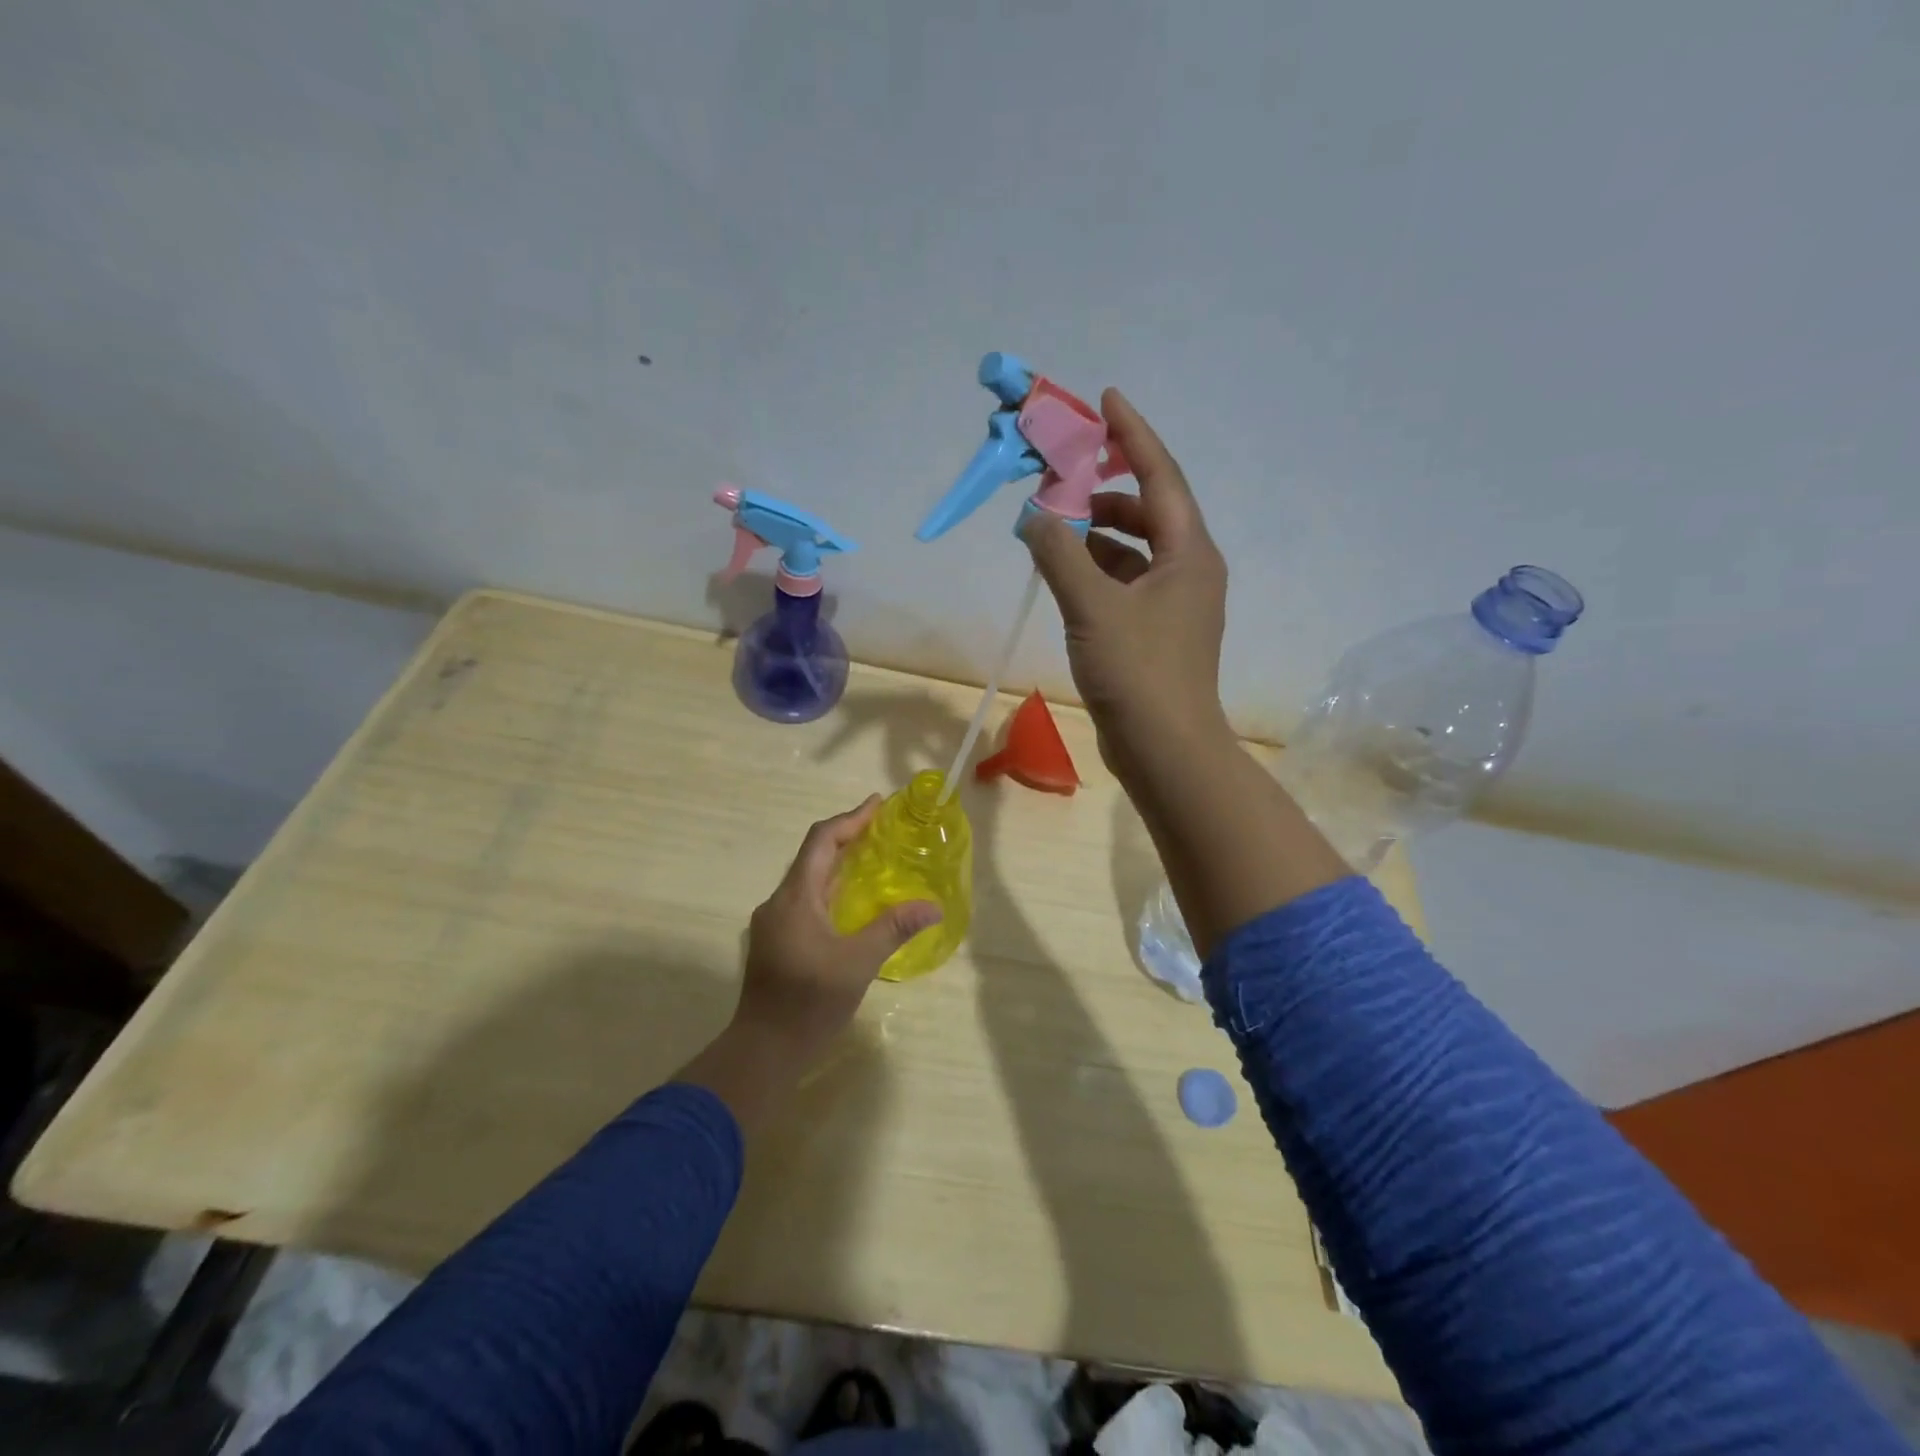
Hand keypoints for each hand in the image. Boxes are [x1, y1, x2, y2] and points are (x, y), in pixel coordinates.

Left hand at [735, 796, 940, 1060]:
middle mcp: (779, 902)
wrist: (763, 1050)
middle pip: (812, 856)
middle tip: (882, 828)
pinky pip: (806, 900)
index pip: (820, 841)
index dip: (850, 819)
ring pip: (808, 879)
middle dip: (847, 837)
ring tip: (873, 858)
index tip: (878, 804)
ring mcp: (774, 923)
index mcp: (794, 898)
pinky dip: (831, 888)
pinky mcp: (776, 941)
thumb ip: (894, 929)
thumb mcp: (858, 963)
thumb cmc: (809, 1002)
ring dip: (838, 863)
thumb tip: (933, 906)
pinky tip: (853, 901)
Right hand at [1021, 389, 1231, 781]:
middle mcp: (1188, 570)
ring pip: (1132, 551)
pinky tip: (1064, 574)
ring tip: (1052, 528)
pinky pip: (1124, 584)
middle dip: (1104, 490)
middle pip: (1147, 511)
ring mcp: (1174, 605)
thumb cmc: (1138, 672)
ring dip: (1095, 534)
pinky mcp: (1155, 633)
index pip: (1160, 477)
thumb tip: (1032, 515)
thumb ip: (1058, 554)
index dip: (1133, 435)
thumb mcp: (1092, 607)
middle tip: (1060, 476)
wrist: (1166, 750)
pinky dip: (1095, 571)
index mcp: (1188, 553)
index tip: (1105, 400)